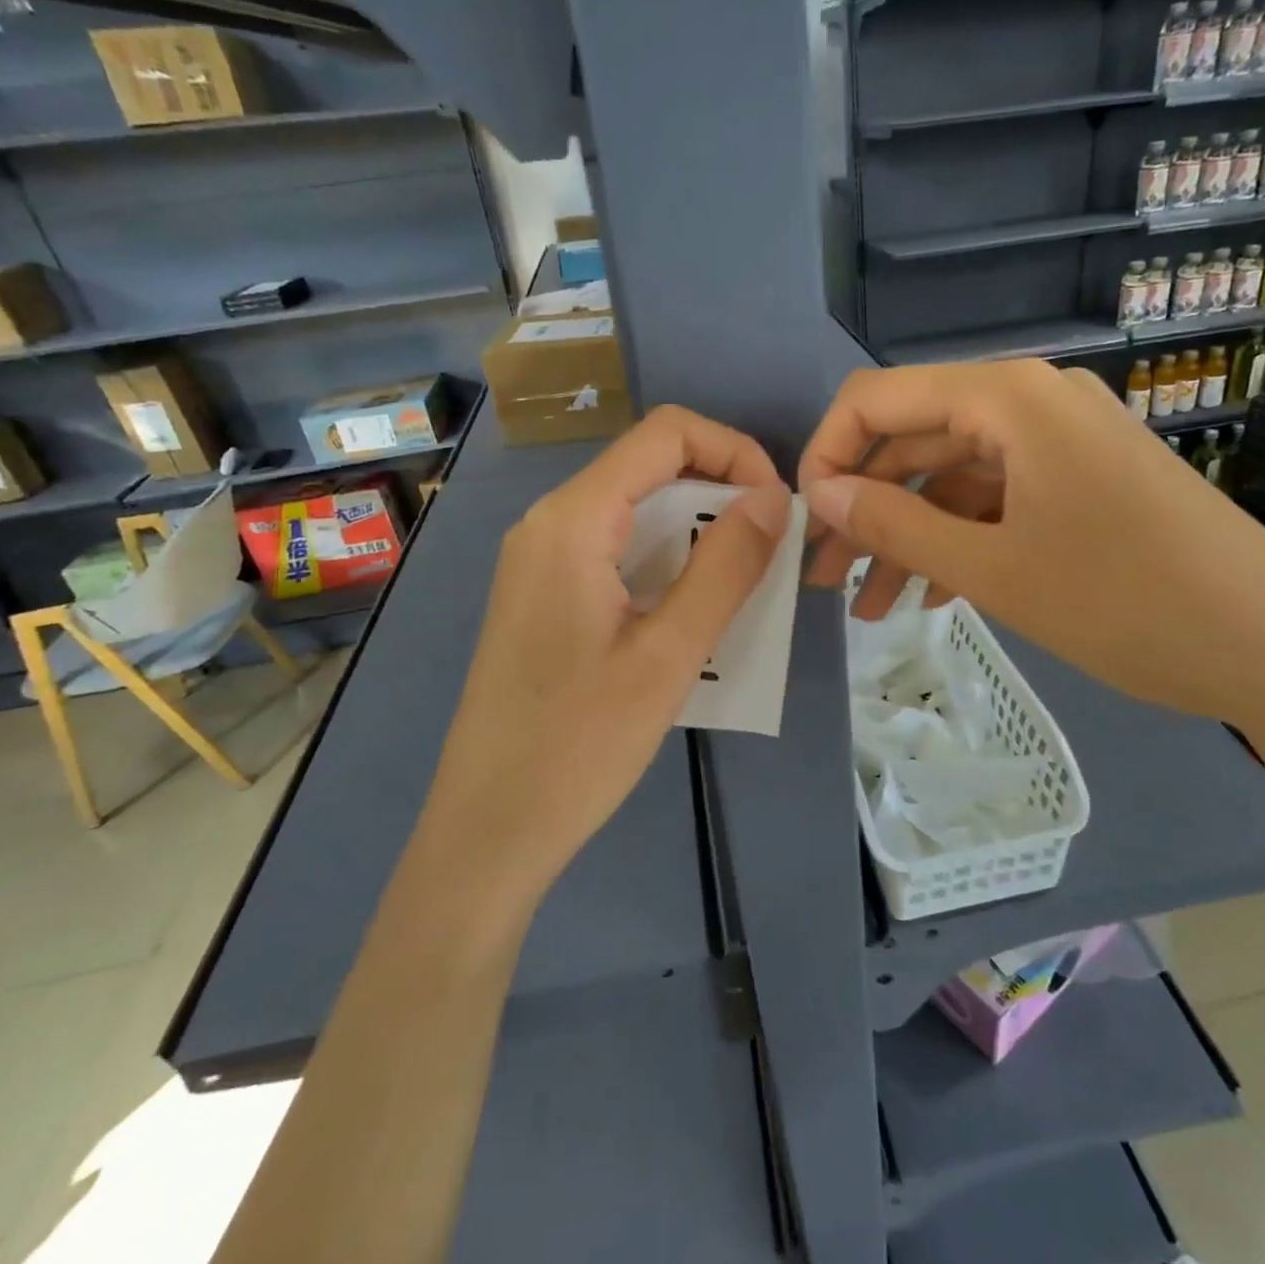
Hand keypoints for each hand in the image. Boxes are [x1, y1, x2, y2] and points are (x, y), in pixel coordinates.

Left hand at [430, 406, 789, 895]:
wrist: (488, 829)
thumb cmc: (579, 744)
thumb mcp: (670, 654)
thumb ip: (725, 567)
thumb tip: (773, 498)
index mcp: (573, 520)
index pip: (667, 433)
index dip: (735, 451)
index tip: (776, 508)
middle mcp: (550, 522)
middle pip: (650, 467)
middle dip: (721, 494)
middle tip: (768, 555)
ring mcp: (540, 560)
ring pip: (635, 512)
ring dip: (697, 533)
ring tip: (741, 588)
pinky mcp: (544, 596)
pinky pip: (616, 551)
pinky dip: (666, 562)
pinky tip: (691, 613)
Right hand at [798, 360, 1264, 730]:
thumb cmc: (1126, 603)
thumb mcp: (993, 569)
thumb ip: (895, 524)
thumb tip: (820, 494)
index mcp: (1008, 399)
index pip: (878, 398)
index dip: (829, 453)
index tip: (807, 521)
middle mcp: (1032, 403)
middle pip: (915, 442)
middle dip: (865, 510)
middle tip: (825, 578)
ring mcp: (1062, 442)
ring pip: (954, 479)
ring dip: (908, 537)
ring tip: (871, 608)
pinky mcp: (1083, 482)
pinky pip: (998, 500)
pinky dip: (959, 542)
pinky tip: (933, 596)